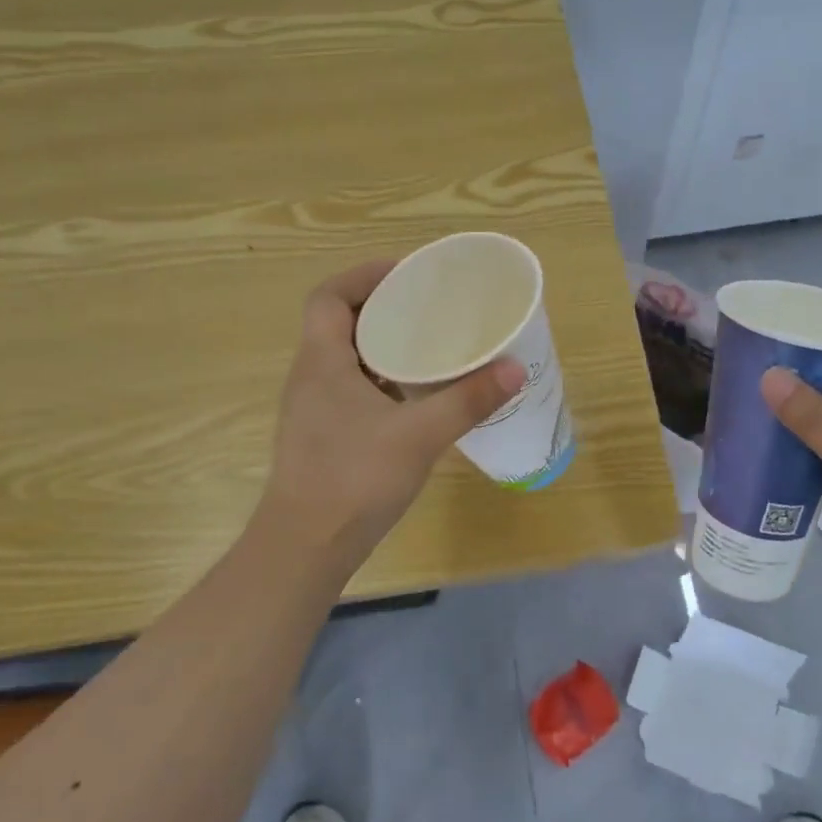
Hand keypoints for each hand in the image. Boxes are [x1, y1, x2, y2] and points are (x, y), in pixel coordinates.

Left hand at [259, 260, 524, 568]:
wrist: (306, 547)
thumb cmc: (354, 479)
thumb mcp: (419, 435)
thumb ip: (467, 400)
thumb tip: (515, 368)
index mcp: (322, 361)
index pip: (328, 296)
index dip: (363, 276)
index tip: (406, 275)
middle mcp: (310, 376)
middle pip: (340, 322)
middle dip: (382, 308)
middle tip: (429, 308)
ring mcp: (313, 409)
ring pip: (346, 358)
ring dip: (382, 345)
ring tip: (428, 345)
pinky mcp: (322, 435)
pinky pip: (350, 388)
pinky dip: (380, 379)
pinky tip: (414, 396)